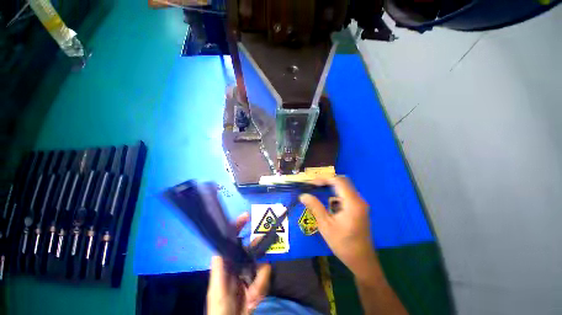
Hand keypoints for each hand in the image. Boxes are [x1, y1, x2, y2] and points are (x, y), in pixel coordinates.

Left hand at [206, 213, 271, 314]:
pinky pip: (266, 276)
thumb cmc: (220, 307)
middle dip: (259, 252)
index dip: (238, 226)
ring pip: (262, 264)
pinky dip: (262, 287)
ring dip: (259, 282)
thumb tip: (221, 244)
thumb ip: (219, 266)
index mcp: (228, 261)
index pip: (232, 239)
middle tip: (261, 257)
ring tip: (252, 297)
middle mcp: (240, 262)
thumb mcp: (217, 288)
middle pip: (253, 248)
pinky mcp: (258, 280)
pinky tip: (254, 300)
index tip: (247, 216)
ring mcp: (250, 271)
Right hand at [300, 177, 380, 280]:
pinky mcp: (359, 208)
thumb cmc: (343, 244)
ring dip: (332, 187)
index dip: (324, 179)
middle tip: (314, 186)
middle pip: (343, 181)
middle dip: (327, 181)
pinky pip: (347, 195)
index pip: (338, 181)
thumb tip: (303, 195)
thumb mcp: (325, 225)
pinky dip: (336, 194)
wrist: (362, 260)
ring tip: (319, 191)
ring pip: (345, 187)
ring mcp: (361, 204)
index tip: (312, 183)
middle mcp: (359, 200)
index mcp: (352, 203)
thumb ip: (315, 207)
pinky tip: (329, 203)